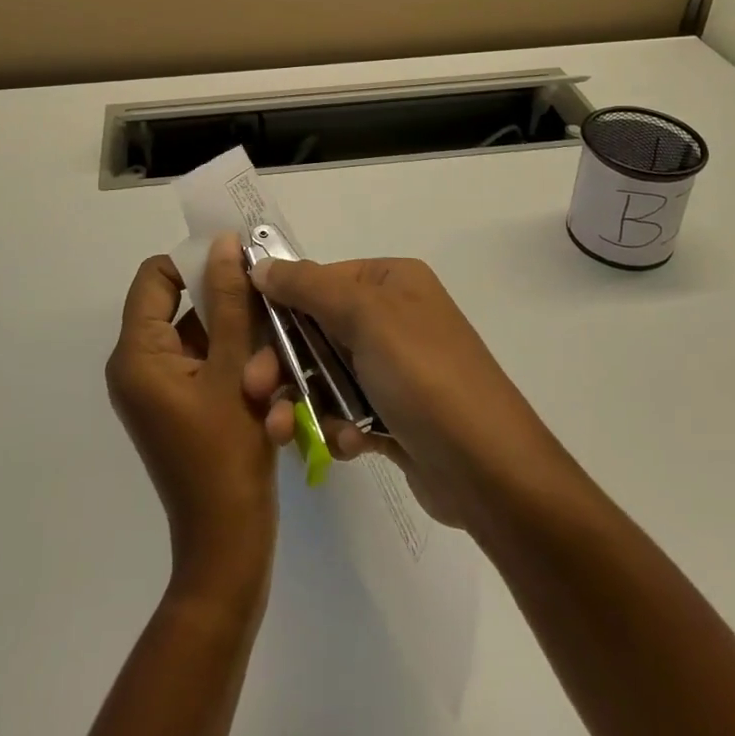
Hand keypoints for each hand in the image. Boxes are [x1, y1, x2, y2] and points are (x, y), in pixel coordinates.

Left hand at [106, 235, 277, 594]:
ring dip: (243, 344)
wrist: (227, 549)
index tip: (243, 268)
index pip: (156, 276)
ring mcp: (160, 389)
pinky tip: (272, 397)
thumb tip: (224, 243)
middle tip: (269, 319)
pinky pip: (208, 366)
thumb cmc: (227, 457)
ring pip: (203, 337)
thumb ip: (230, 301)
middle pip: (184, 305)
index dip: (197, 262)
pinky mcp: (180, 407)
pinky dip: (238, 369)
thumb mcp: (234, 369)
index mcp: (137, 354)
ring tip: (276, 375)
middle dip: (230, 312)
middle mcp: (139, 366)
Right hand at [243, 256, 567, 531]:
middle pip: (317, 330)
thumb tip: (261, 264)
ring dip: (302, 402)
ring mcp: (395, 368)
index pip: (320, 279)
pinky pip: (347, 411)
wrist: (490, 471)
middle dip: (284, 362)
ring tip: (282, 432)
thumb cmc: (424, 376)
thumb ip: (309, 287)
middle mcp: (393, 318)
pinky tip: (347, 446)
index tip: (244, 334)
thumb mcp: (366, 316)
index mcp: (391, 282)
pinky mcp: (395, 416)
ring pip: (326, 375)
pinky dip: (338, 428)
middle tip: (254, 390)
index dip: (280, 304)